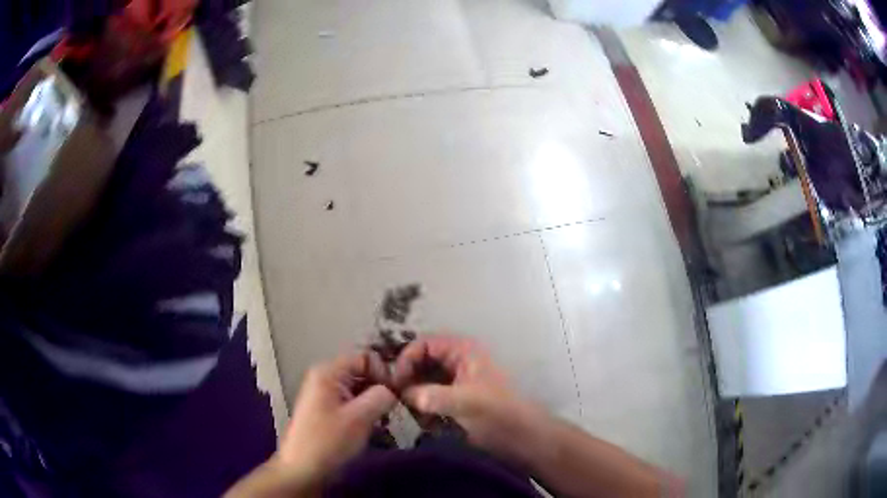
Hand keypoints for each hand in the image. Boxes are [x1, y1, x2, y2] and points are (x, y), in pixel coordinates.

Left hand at [226, 352, 396, 496]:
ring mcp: (326, 395)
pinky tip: (372, 428)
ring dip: (375, 403)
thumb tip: (395, 389)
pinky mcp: (329, 411)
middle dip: (381, 389)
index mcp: (329, 372)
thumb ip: (381, 396)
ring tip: (383, 422)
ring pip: (361, 389)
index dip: (383, 372)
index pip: (366, 357)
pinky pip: (354, 402)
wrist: (303, 470)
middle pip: (364, 372)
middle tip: (391, 412)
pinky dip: (366, 412)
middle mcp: (327, 377)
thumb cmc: (329, 441)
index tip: (395, 395)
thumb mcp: (360, 417)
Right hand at [393, 334, 547, 465]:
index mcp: (462, 351)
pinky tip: (422, 420)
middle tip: (396, 398)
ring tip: (408, 411)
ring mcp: (454, 382)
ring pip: (422, 380)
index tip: (396, 382)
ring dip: (413, 394)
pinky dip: (421, 406)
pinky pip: (428, 397)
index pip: (424, 344)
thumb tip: (402, 394)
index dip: (407, 359)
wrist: (520, 437)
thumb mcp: (466, 401)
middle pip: (420, 361)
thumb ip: (433, 395)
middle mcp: (456, 362)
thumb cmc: (498, 412)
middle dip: (407, 378)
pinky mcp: (453, 401)